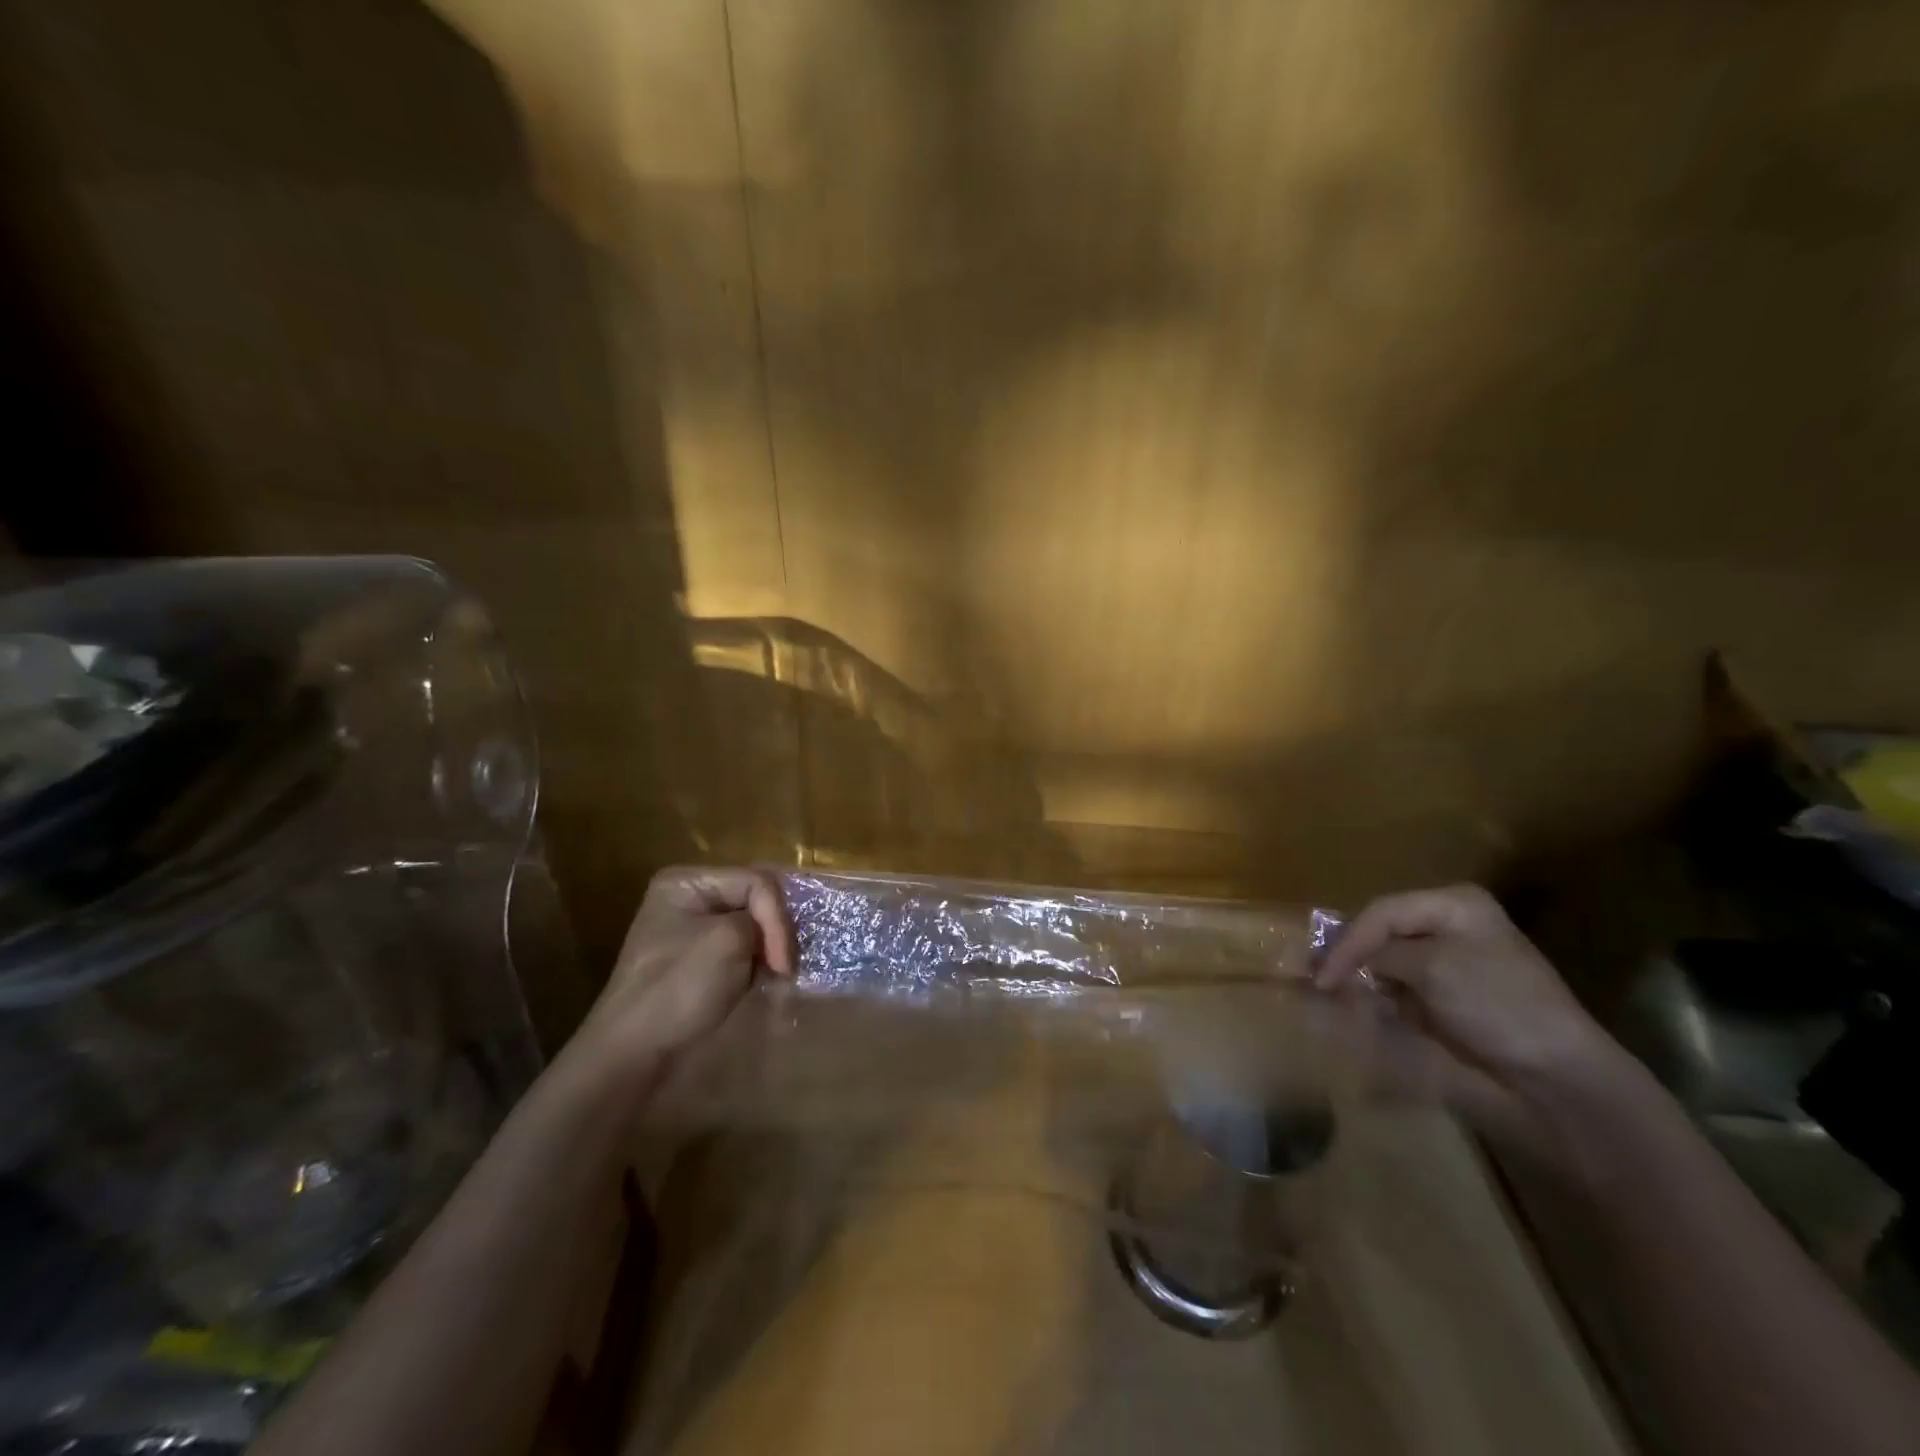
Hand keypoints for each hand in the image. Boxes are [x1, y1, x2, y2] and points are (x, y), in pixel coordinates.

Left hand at [569, 866, 795, 1083]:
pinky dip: (757, 966)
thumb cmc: (679, 988)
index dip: (777, 918)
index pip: (756, 882)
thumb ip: (765, 919)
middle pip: (755, 901)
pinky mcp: (698, 963)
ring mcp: (692, 932)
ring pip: (752, 928)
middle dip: (775, 933)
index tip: (782, 963)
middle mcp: (688, 899)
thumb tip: (777, 936)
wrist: (633, 1055)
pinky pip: (740, 951)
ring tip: (777, 978)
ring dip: (769, 952)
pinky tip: (763, 983)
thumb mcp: (729, 939)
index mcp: (687, 882)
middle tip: (785, 969)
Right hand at [1313, 884, 1629, 1142]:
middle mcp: (1452, 924)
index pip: (1382, 912)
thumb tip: (1338, 961)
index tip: (1324, 977)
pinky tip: (1366, 1006)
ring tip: (1334, 993)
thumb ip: (1379, 954)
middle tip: (1319, 979)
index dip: (1348, 941)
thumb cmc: (1496, 1004)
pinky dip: (1382, 995)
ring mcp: (1452, 960)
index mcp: (1454, 905)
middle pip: (1383, 931)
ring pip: (1389, 959)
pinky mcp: (1451, 995)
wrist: (1558, 1072)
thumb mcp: (1431, 968)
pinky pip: (1403, 985)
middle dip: (1351, 955)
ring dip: (1363, 976)